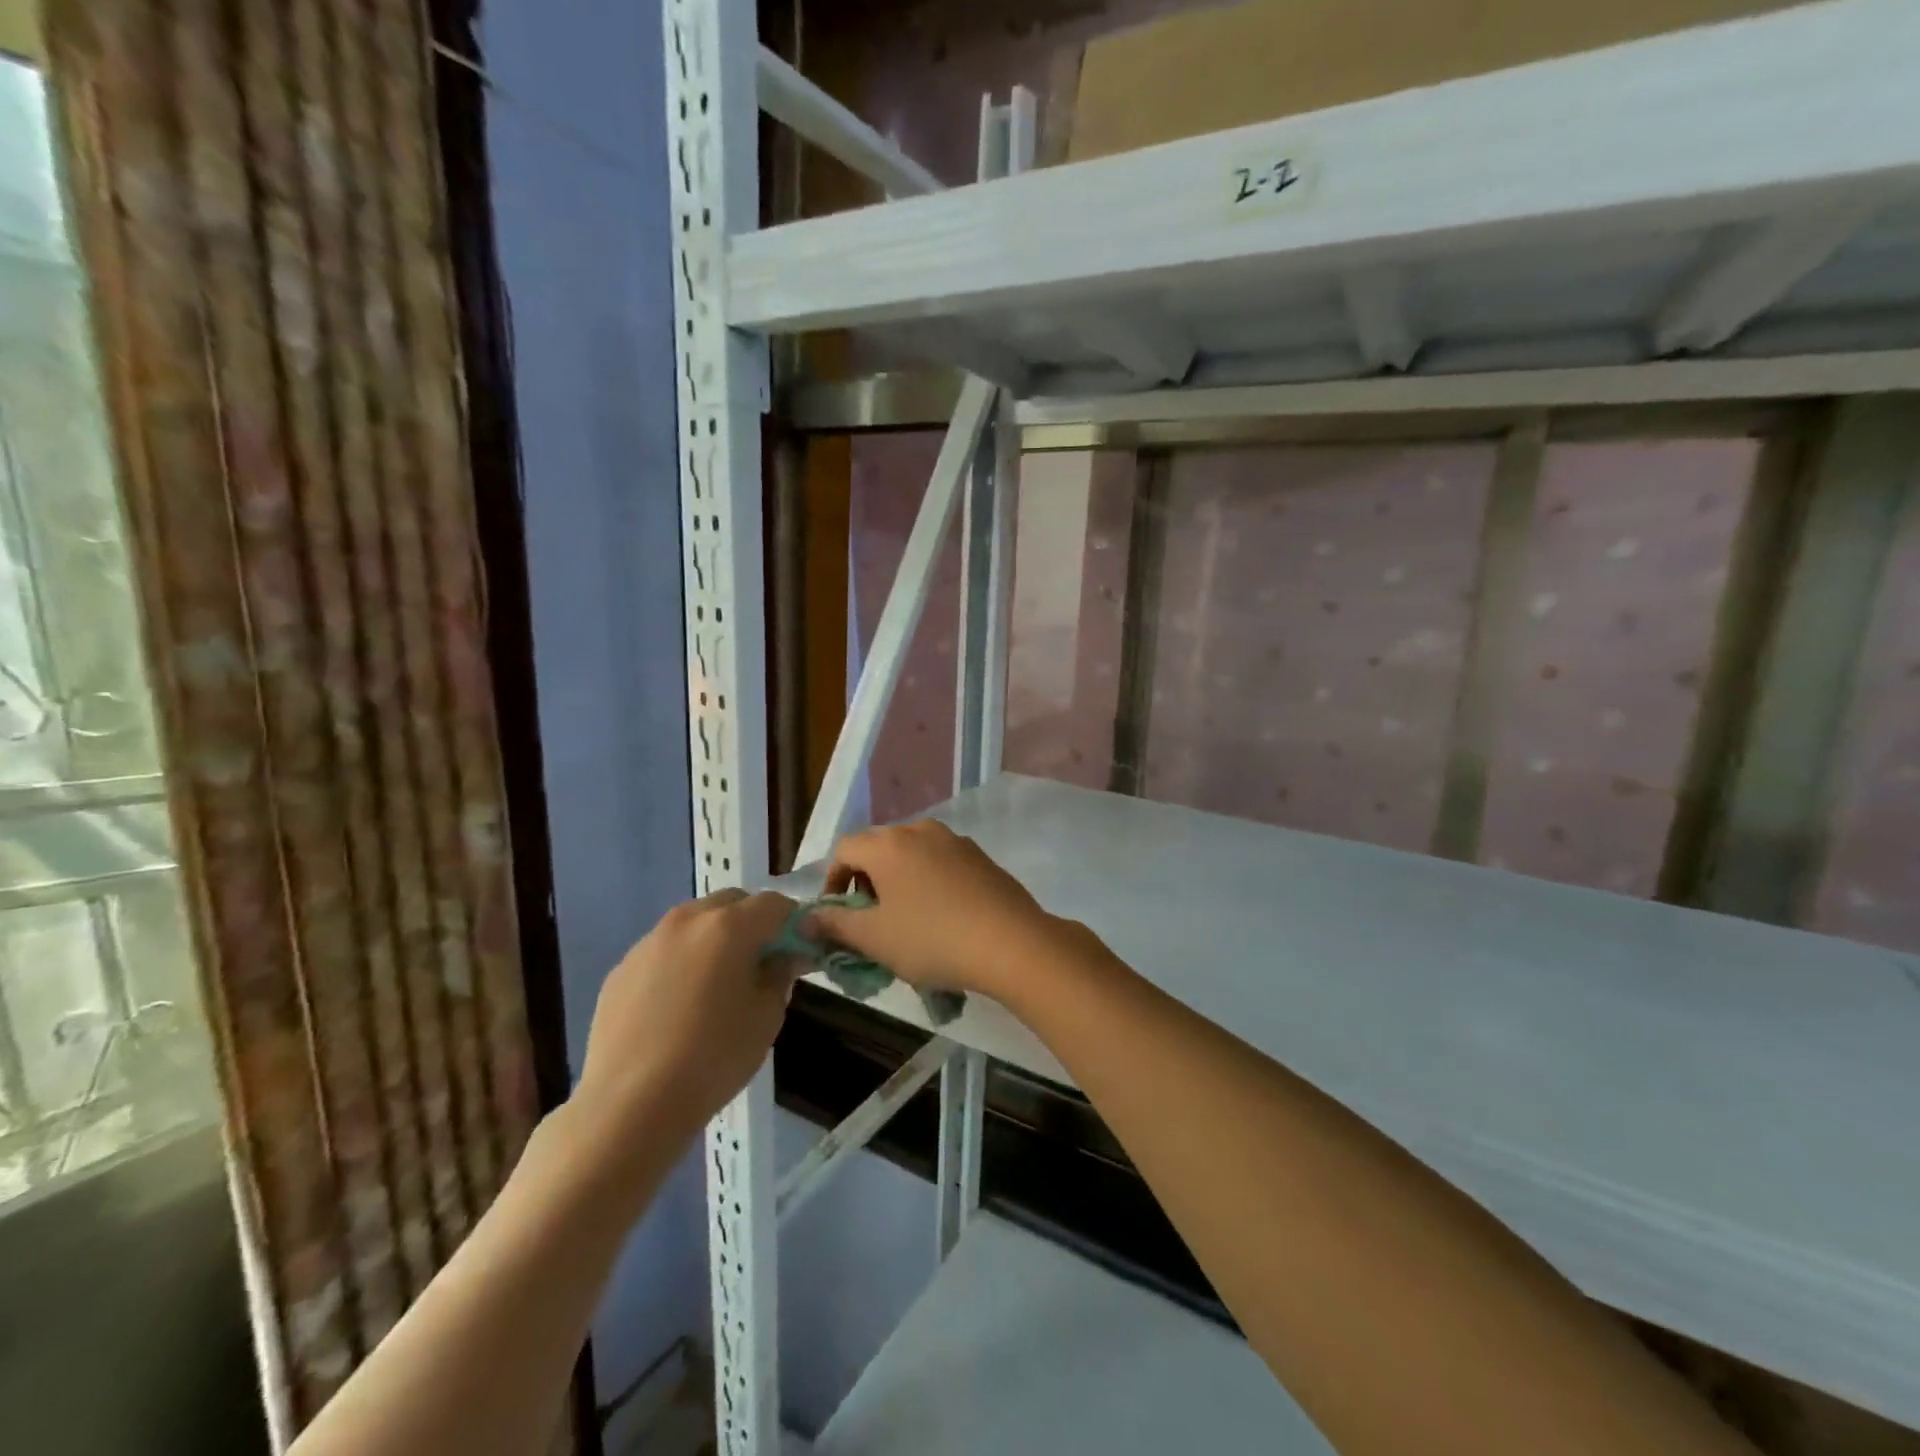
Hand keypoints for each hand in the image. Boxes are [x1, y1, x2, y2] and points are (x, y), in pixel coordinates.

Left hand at [573, 890, 798, 1154]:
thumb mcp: (767, 1017)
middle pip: (730, 903)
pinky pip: (663, 951)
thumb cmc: (714, 1058)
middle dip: (751, 922)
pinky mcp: (621, 969)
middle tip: (758, 962)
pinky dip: (680, 962)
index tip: (796, 949)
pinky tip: (677, 1007)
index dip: (792, 922)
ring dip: (712, 939)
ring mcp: (648, 942)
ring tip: (715, 984)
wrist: (630, 1105)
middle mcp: (687, 920)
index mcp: (729, 926)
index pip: (774, 903)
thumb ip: (780, 974)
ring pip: (693, 923)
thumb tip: (783, 956)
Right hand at [810, 821, 1094, 1001]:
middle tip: (869, 920)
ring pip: (912, 855)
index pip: (844, 850)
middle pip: (878, 848)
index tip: (837, 915)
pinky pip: (941, 863)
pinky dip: (929, 882)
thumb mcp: (874, 938)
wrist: (1011, 942)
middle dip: (866, 881)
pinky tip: (941, 916)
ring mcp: (954, 840)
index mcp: (887, 844)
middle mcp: (919, 830)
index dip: (832, 882)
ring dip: (898, 881)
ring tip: (905, 920)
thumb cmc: (931, 939)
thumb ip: (835, 924)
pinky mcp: (981, 856)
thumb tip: (807, 918)